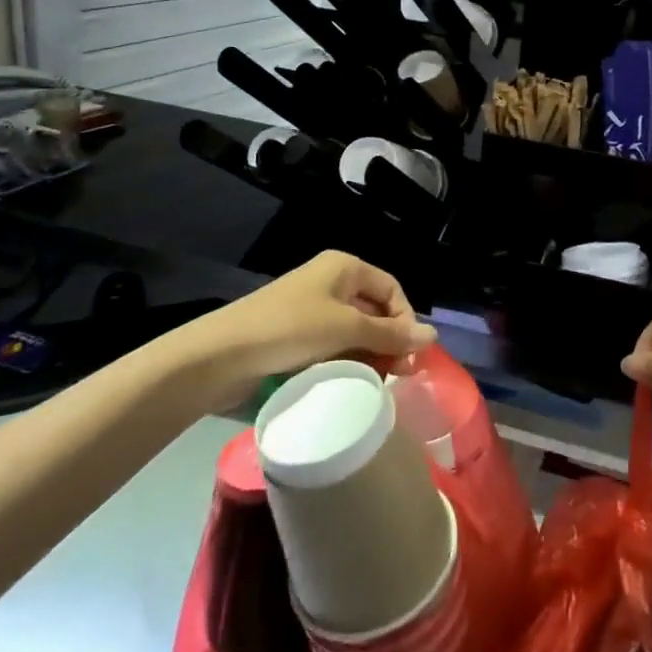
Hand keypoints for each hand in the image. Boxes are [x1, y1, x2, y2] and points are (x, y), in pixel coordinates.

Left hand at [172, 252, 431, 411]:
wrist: (219, 357)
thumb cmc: (289, 329)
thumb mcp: (346, 328)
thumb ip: (391, 334)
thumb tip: (433, 337)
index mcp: (344, 268)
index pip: (392, 290)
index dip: (405, 320)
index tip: (408, 355)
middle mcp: (331, 284)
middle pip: (375, 311)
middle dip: (389, 341)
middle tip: (397, 375)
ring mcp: (312, 311)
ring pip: (356, 333)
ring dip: (369, 356)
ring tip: (374, 383)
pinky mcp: (297, 338)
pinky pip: (334, 347)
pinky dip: (346, 363)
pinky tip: (349, 383)